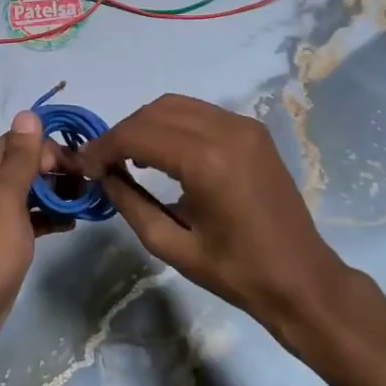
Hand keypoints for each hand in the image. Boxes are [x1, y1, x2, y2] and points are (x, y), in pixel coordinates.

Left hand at [0, 112, 69, 365]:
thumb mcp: (6, 198)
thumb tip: (27, 113)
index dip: (50, 147)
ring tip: (86, 203)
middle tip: (89, 186)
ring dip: (58, 191)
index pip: (22, 140)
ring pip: (32, 189)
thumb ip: (19, 158)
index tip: (79, 166)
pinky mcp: (6, 239)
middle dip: (58, 168)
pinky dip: (51, 215)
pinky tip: (72, 224)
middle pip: (28, 163)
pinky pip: (33, 216)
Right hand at [79, 94, 368, 333]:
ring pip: (176, 105)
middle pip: (155, 111)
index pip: (139, 134)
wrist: (302, 280)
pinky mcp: (253, 130)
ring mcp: (243, 126)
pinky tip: (162, 152)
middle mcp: (226, 131)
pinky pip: (199, 113)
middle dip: (122, 132)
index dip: (104, 146)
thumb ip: (130, 203)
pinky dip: (171, 124)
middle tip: (102, 162)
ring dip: (145, 125)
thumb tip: (102, 175)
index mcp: (206, 162)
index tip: (83, 165)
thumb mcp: (171, 246)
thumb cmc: (236, 272)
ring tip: (127, 156)